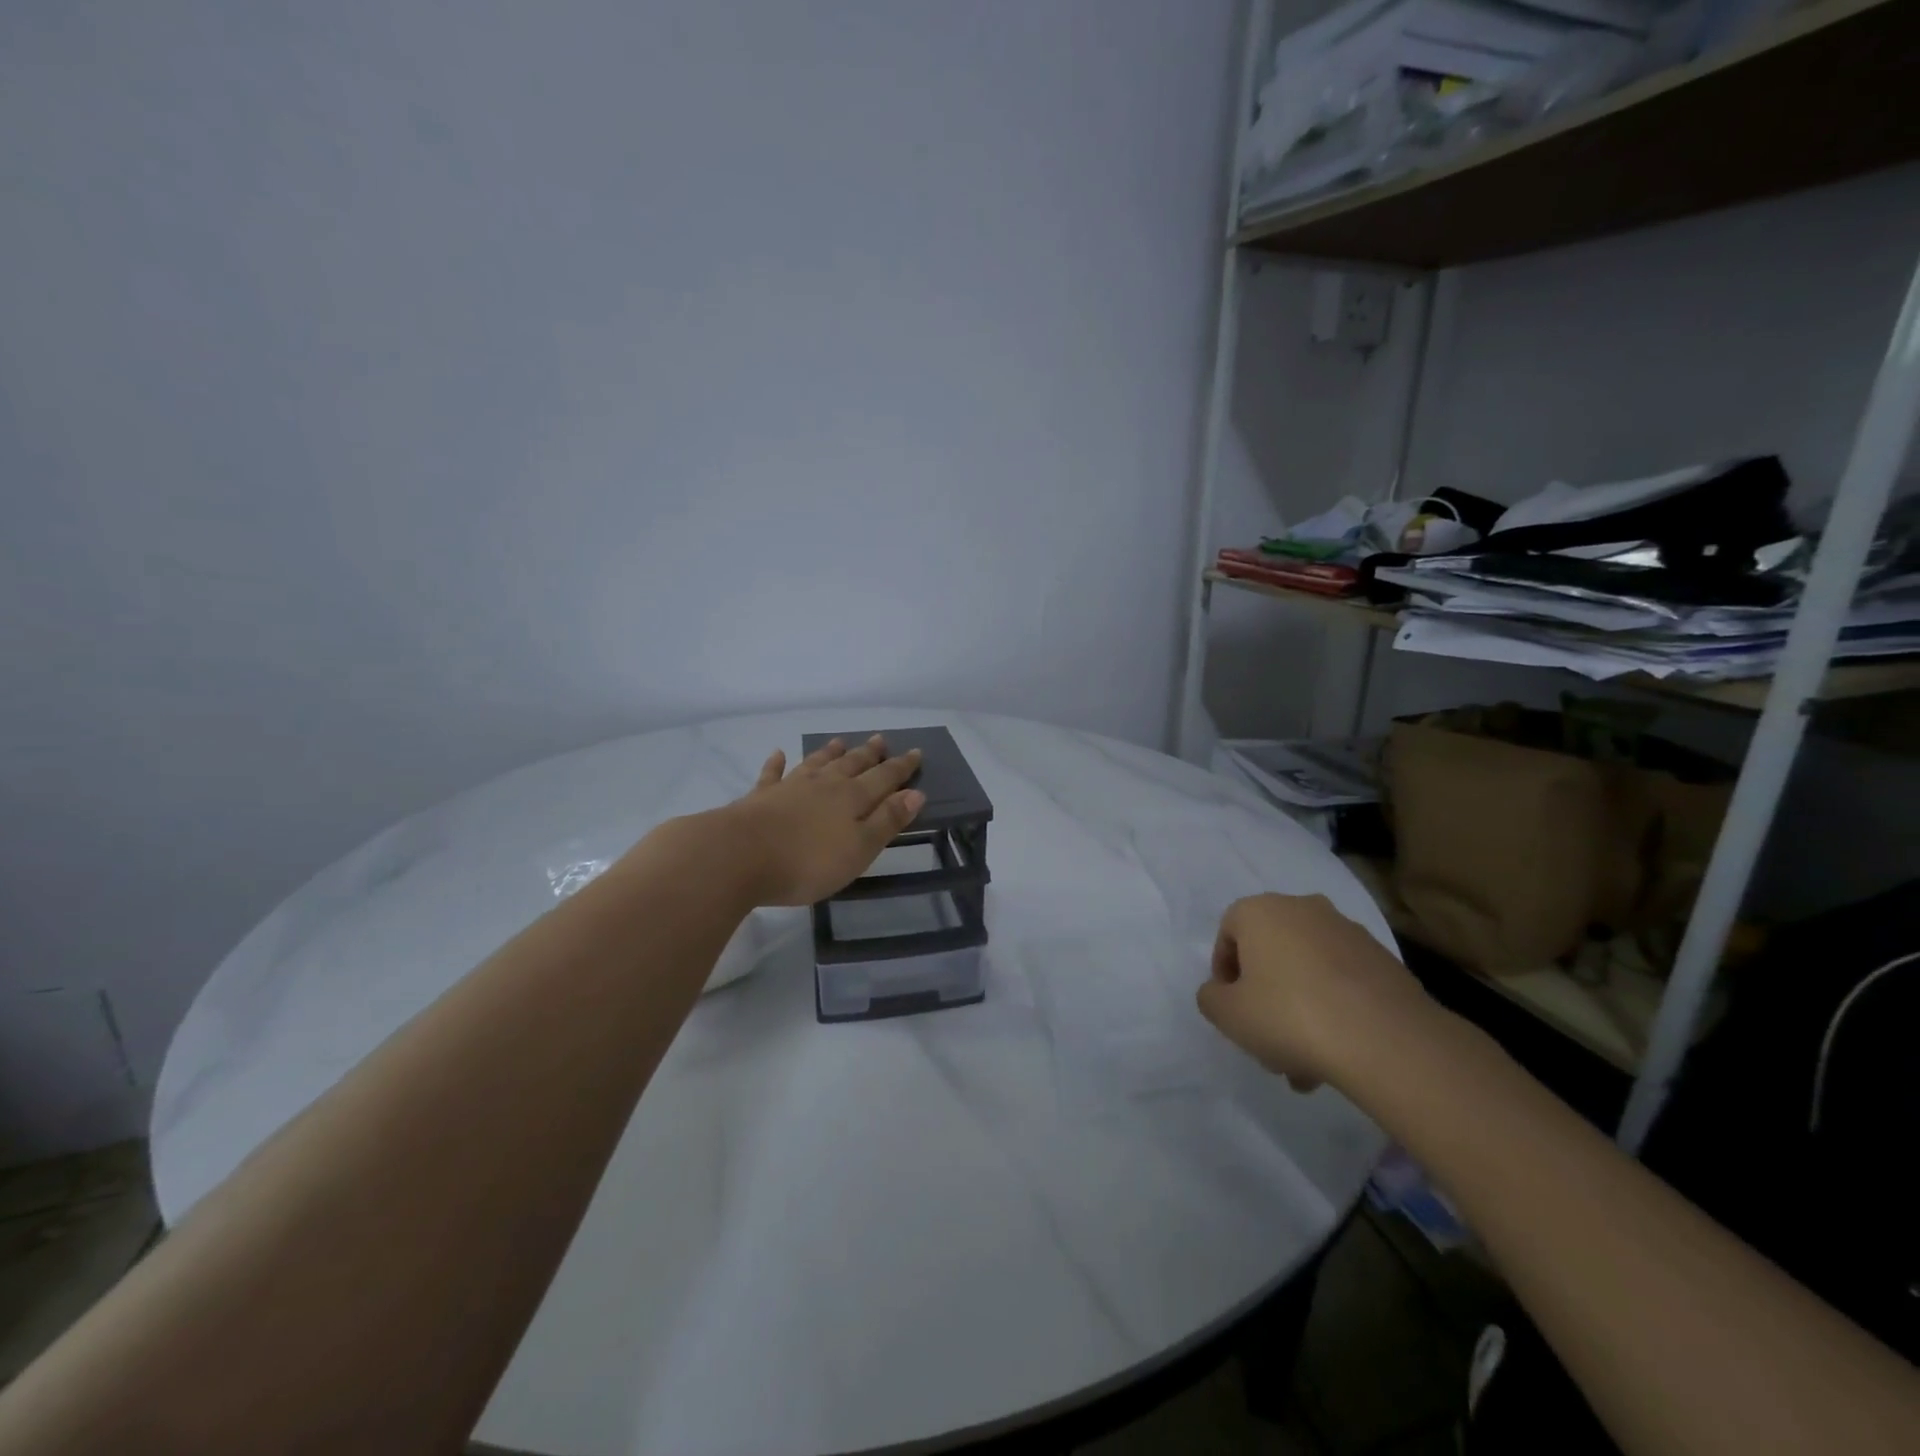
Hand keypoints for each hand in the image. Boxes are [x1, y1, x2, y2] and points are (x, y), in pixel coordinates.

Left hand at [716, 735, 926, 906]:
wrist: (739, 856)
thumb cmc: (807, 861)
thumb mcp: (859, 849)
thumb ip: (887, 821)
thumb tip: (915, 793)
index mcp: (852, 798)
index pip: (884, 777)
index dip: (901, 767)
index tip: (915, 752)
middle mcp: (824, 785)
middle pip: (851, 764)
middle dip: (869, 753)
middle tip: (880, 739)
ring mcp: (790, 787)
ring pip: (816, 763)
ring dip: (829, 752)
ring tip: (840, 741)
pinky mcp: (760, 797)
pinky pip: (772, 774)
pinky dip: (777, 763)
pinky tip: (778, 753)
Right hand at [1196, 893, 1430, 1091]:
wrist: (1385, 1039)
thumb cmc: (1289, 1015)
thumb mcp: (1227, 1014)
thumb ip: (1211, 998)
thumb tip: (1220, 992)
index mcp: (1261, 910)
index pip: (1228, 933)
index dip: (1224, 973)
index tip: (1232, 1008)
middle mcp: (1303, 908)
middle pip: (1271, 952)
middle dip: (1264, 995)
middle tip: (1266, 1038)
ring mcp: (1348, 931)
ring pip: (1307, 970)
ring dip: (1299, 1007)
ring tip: (1304, 1062)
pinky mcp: (1383, 959)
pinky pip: (1342, 981)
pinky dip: (1333, 1007)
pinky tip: (1336, 1051)